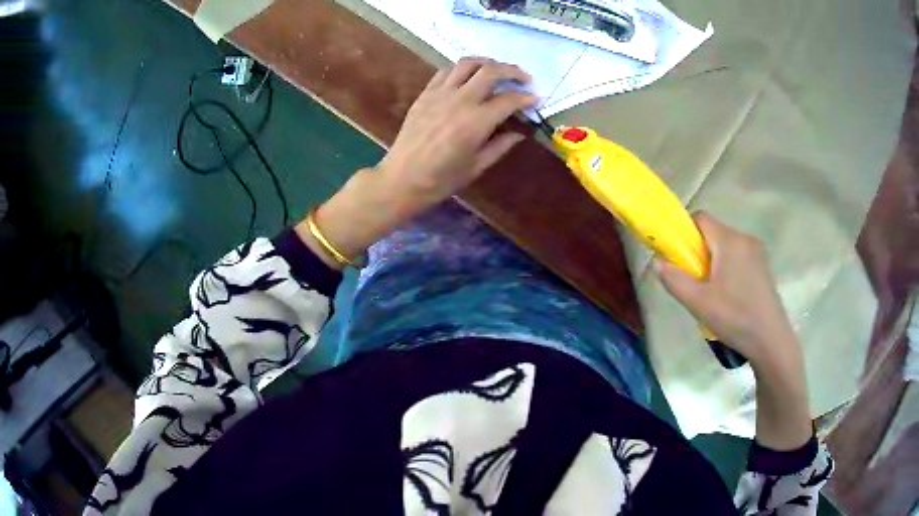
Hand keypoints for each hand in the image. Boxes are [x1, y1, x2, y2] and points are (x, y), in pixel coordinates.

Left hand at [299, 59, 535, 269]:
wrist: (402, 179)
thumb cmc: (441, 179)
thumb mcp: (477, 166)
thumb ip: (500, 146)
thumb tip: (519, 133)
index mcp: (477, 122)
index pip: (509, 99)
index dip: (526, 98)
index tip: (535, 99)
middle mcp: (460, 100)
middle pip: (491, 71)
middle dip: (512, 71)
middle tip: (523, 78)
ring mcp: (440, 93)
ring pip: (467, 63)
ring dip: (487, 63)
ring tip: (496, 71)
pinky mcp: (425, 94)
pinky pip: (445, 71)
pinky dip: (462, 69)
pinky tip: (468, 77)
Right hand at [653, 212, 797, 366]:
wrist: (771, 340)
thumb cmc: (735, 318)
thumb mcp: (698, 303)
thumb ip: (675, 280)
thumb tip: (656, 262)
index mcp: (729, 241)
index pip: (700, 218)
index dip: (684, 232)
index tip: (678, 257)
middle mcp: (745, 239)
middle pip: (713, 233)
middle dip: (698, 252)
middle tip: (694, 282)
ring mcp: (758, 252)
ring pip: (726, 247)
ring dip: (713, 262)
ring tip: (711, 294)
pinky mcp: (764, 267)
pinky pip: (739, 258)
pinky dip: (728, 269)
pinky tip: (729, 297)